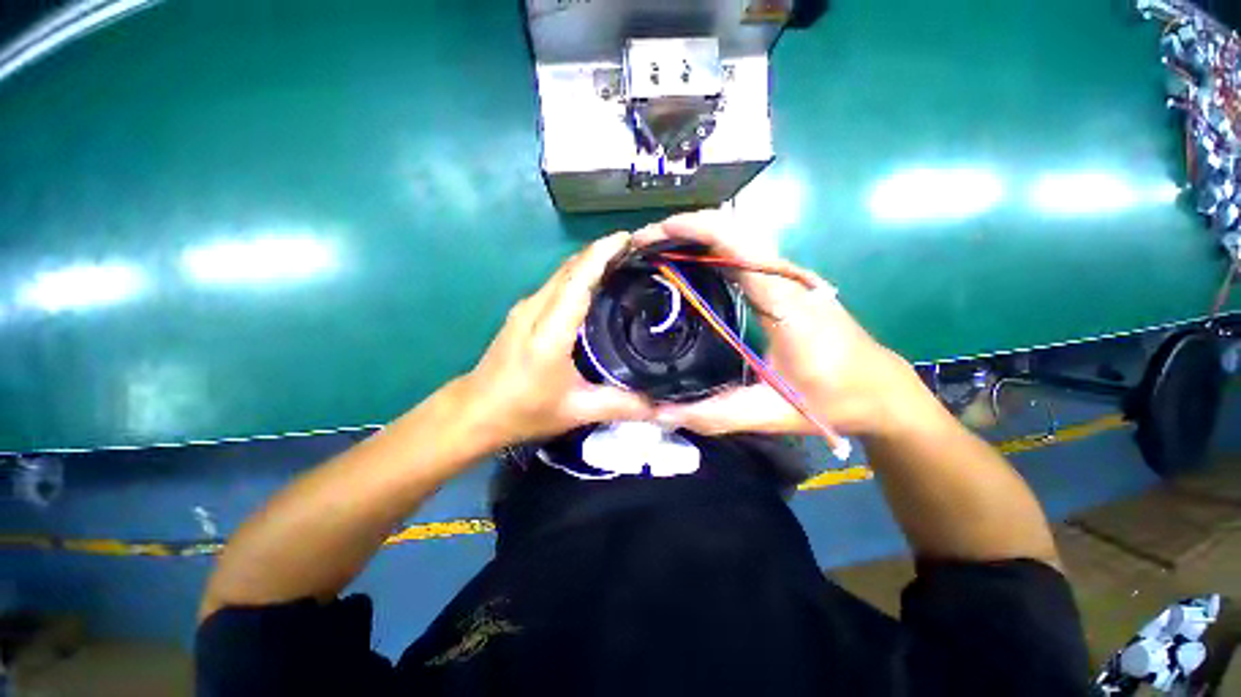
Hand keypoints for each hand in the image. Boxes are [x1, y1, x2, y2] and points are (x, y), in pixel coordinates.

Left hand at [464, 231, 654, 446]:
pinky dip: (578, 277)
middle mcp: (535, 309)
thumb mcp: (577, 411)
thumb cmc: (524, 410)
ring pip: (562, 273)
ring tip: (623, 265)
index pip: (578, 279)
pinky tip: (596, 288)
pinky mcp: (523, 312)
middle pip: (571, 268)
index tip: (631, 239)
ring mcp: (525, 308)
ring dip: (590, 262)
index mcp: (550, 330)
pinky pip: (555, 284)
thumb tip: (661, 405)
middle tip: (638, 253)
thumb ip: (621, 405)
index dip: (603, 253)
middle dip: (603, 252)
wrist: (475, 411)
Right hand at [632, 210, 922, 437]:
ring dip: (694, 236)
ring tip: (656, 251)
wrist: (882, 389)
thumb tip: (661, 413)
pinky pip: (742, 253)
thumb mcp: (773, 413)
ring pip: (737, 237)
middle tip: (642, 246)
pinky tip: (687, 266)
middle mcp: (786, 279)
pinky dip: (709, 249)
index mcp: (784, 303)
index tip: (651, 237)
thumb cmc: (835, 399)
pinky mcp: (784, 284)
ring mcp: (787, 278)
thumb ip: (716, 413)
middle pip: (731, 230)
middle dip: (682, 229)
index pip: (736, 245)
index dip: (691, 230)